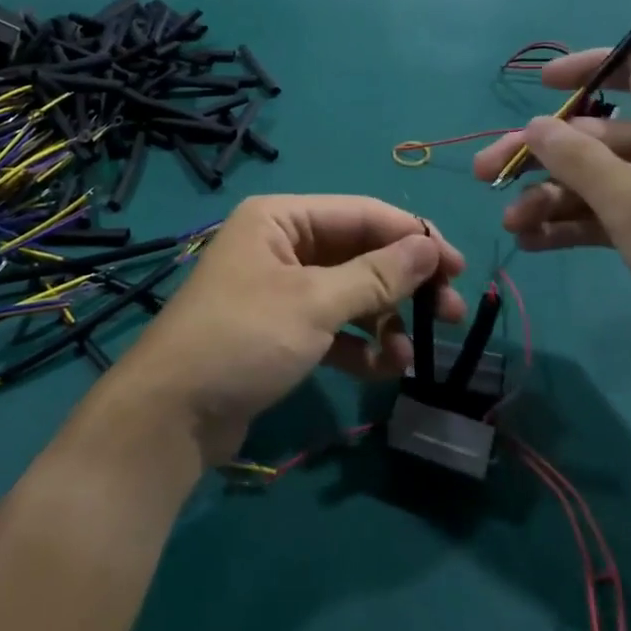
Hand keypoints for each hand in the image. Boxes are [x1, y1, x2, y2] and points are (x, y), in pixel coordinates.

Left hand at [106, 197, 464, 463]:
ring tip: (410, 356)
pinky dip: (357, 344)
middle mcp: (281, 244)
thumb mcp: (314, 304)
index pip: (362, 214)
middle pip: (359, 253)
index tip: (459, 268)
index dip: (414, 237)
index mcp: (281, 218)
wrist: (171, 416)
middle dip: (404, 285)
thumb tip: (431, 247)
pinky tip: (381, 370)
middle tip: (452, 314)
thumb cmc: (243, 339)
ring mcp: (279, 289)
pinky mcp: (279, 331)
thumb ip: (376, 275)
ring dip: (384, 321)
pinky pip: (331, 326)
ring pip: (349, 293)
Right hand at [472, 48, 630, 386]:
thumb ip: (575, 158)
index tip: (539, 85)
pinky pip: (606, 214)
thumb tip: (533, 125)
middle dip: (539, 156)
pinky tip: (532, 243)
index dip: (585, 67)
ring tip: (510, 224)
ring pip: (594, 179)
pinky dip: (571, 225)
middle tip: (485, 172)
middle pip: (594, 134)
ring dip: (549, 198)